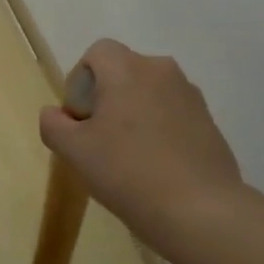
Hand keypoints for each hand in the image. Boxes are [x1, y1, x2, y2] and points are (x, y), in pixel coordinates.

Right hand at [39, 40, 243, 254]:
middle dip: (106, 98)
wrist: (199, 210)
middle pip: (123, 71)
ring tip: (128, 157)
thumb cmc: (128, 172)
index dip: (81, 81)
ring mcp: (190, 95)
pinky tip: (155, 166)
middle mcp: (161, 71)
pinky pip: (172, 113)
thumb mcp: (75, 152)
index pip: (97, 53)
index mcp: (127, 69)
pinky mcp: (209, 120)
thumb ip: (54, 125)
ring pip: (149, 93)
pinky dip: (159, 129)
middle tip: (99, 140)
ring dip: (133, 114)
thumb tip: (54, 114)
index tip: (80, 118)